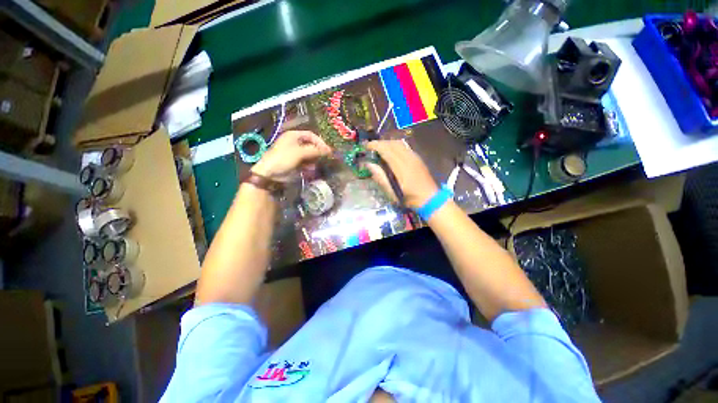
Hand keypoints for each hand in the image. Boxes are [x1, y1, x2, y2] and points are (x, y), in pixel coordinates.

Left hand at [251, 130, 331, 181]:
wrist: (269, 174)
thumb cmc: (283, 159)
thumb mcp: (300, 153)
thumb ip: (315, 150)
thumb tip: (328, 150)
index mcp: (293, 135)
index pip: (311, 135)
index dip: (320, 142)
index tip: (327, 150)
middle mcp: (294, 142)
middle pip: (311, 144)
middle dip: (318, 151)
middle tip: (325, 158)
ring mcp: (294, 153)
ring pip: (309, 154)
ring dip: (314, 159)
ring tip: (317, 164)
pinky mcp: (294, 162)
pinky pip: (305, 162)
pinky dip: (309, 165)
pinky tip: (311, 169)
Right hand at [365, 140, 438, 208]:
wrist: (429, 198)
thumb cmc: (408, 197)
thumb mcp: (391, 191)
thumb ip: (380, 177)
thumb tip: (369, 164)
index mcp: (400, 166)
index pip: (386, 149)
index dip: (375, 145)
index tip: (366, 146)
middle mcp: (408, 157)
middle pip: (392, 143)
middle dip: (380, 143)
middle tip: (371, 147)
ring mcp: (414, 156)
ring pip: (399, 143)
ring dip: (388, 143)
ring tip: (380, 148)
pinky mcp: (417, 158)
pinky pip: (404, 146)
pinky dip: (395, 145)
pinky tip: (392, 152)